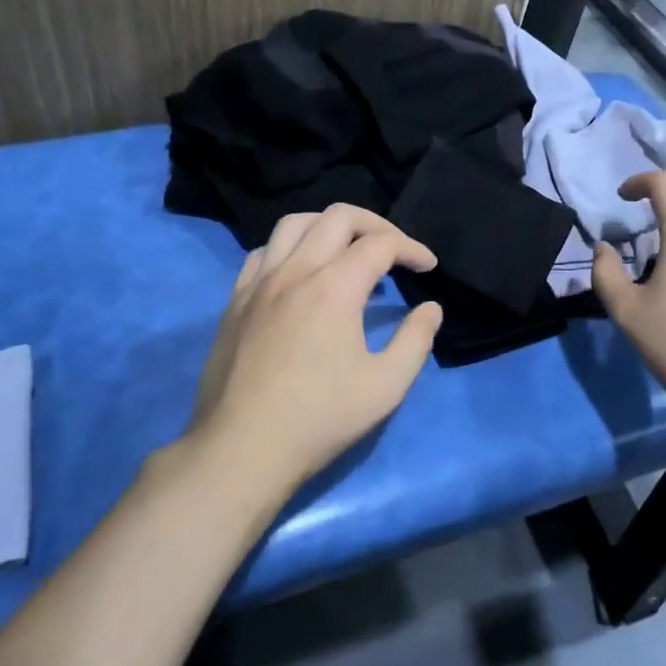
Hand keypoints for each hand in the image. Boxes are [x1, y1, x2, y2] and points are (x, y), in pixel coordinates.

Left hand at [190, 204, 443, 492]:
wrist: (241, 449)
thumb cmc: (319, 419)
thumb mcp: (385, 386)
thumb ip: (416, 341)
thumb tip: (430, 309)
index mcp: (334, 287)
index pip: (381, 244)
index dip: (412, 249)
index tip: (428, 268)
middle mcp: (295, 270)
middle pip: (338, 216)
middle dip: (375, 224)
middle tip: (394, 250)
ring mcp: (259, 282)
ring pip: (294, 223)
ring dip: (328, 226)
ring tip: (347, 249)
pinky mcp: (235, 300)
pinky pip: (263, 252)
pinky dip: (289, 247)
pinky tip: (299, 272)